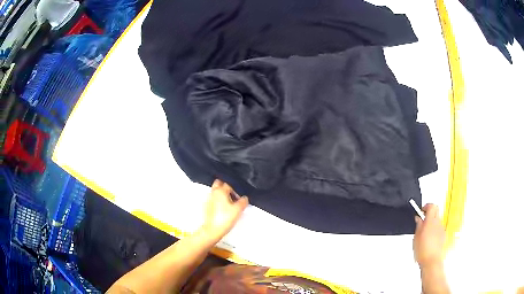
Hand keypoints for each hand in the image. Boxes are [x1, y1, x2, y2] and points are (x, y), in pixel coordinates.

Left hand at [200, 180, 248, 241]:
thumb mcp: (238, 209)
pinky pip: (214, 200)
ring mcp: (209, 200)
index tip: (239, 196)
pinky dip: (219, 201)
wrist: (213, 230)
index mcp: (220, 191)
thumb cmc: (224, 219)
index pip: (229, 184)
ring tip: (230, 203)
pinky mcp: (207, 207)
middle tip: (233, 195)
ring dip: (223, 194)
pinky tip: (224, 209)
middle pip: (219, 184)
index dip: (236, 189)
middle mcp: (213, 193)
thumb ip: (243, 201)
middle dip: (226, 187)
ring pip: (216, 192)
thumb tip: (245, 198)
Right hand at [413, 204, 445, 267]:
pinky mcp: (443, 235)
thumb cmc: (423, 251)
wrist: (431, 261)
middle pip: (436, 210)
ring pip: (437, 219)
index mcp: (430, 221)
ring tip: (424, 232)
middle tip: (423, 218)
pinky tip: (428, 238)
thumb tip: (418, 219)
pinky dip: (434, 229)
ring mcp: (441, 229)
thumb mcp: (416, 237)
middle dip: (429, 212)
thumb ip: (418, 225)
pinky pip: (438, 228)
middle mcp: (438, 223)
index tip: (421, 211)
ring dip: (431, 222)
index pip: (431, 206)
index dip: (426, 206)